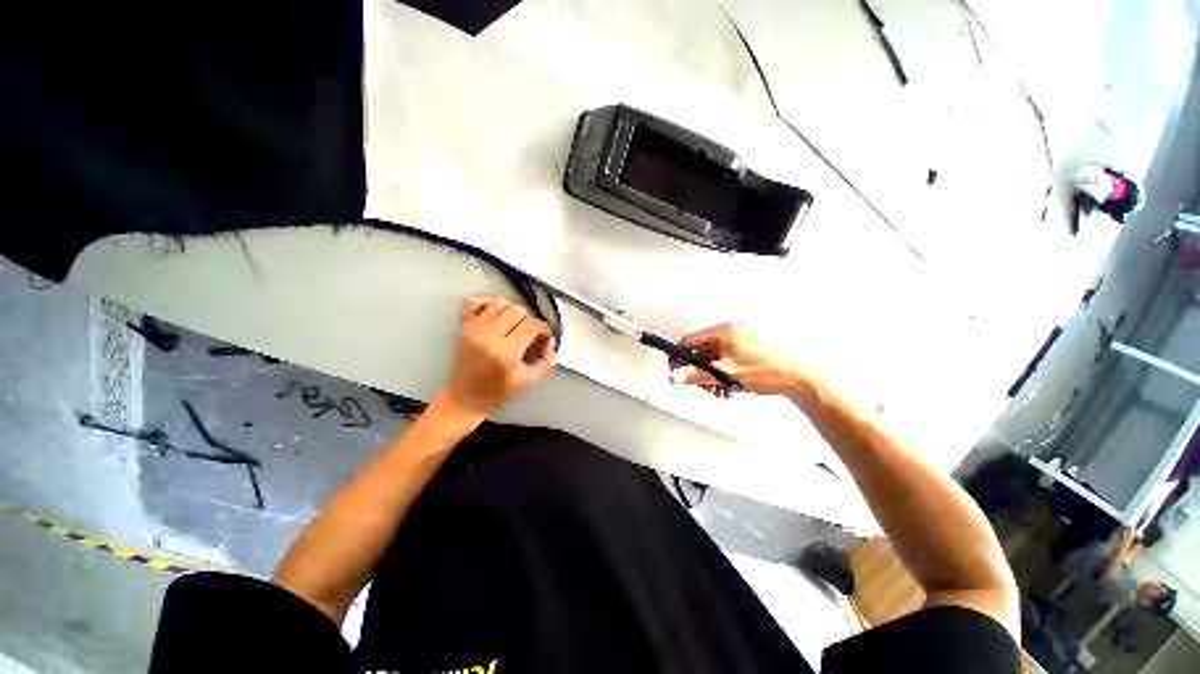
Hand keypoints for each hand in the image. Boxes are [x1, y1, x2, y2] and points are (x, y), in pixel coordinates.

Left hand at [441, 295, 556, 416]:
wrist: (465, 399)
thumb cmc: (498, 393)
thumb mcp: (529, 381)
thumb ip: (546, 360)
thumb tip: (550, 341)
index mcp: (506, 353)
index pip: (532, 325)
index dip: (544, 329)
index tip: (544, 338)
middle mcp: (489, 337)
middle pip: (519, 311)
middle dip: (530, 320)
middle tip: (530, 334)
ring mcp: (474, 329)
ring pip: (500, 302)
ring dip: (512, 311)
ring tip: (515, 325)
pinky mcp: (463, 327)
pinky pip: (475, 301)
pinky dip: (488, 303)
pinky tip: (497, 316)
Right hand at [668, 323, 802, 397]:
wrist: (801, 378)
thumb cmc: (771, 370)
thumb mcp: (726, 374)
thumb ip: (696, 375)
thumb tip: (676, 376)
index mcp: (723, 332)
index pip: (690, 342)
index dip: (680, 358)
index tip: (676, 371)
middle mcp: (731, 334)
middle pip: (701, 352)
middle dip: (699, 372)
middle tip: (703, 386)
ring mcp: (740, 343)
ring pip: (714, 360)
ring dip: (711, 377)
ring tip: (719, 390)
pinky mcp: (747, 351)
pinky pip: (726, 362)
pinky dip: (723, 375)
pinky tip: (728, 388)